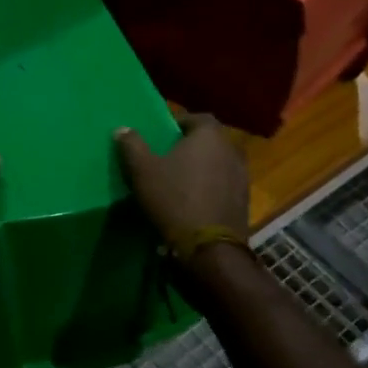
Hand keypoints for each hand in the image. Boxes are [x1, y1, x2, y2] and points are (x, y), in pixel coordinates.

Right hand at [114, 114, 248, 260]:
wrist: (209, 249)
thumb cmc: (174, 199)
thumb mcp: (142, 170)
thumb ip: (132, 145)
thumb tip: (123, 128)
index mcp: (210, 136)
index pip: (198, 118)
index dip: (180, 123)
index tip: (164, 135)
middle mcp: (231, 151)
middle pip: (210, 141)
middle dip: (192, 146)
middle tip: (169, 157)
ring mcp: (242, 178)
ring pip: (219, 164)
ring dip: (203, 168)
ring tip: (181, 181)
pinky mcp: (244, 203)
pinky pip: (224, 186)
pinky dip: (211, 188)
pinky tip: (194, 202)